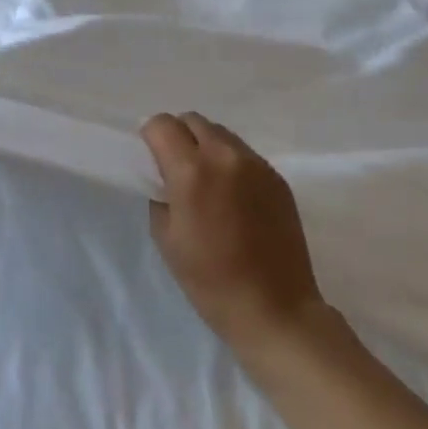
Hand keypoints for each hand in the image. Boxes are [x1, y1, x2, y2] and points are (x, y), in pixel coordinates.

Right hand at [141, 113, 328, 359]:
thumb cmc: (209, 279)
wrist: (274, 308)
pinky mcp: (278, 179)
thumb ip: (160, 194)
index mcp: (192, 171)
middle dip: (177, 136)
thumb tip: (164, 177)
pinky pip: (244, 154)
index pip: (162, 125)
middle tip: (173, 169)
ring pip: (221, 134)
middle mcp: (227, 157)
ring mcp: (258, 165)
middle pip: (193, 120)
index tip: (149, 160)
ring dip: (204, 146)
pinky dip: (229, 162)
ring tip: (204, 182)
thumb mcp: (166, 237)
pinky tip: (230, 196)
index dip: (150, 137)